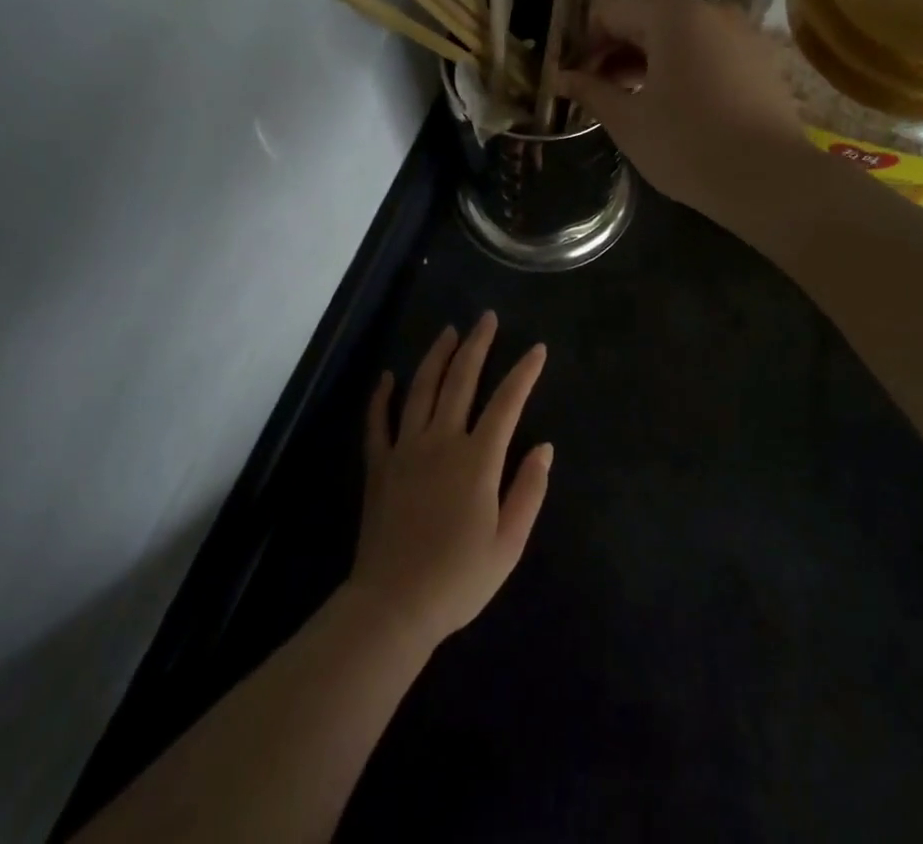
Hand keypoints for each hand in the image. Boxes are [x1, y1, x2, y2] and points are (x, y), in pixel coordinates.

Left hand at [350, 313, 551, 651]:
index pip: (506, 403)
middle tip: (486, 317)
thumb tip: (544, 447)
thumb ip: (529, 490)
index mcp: (477, 459)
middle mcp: (441, 441)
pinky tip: (387, 376)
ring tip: (449, 331)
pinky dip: (382, 396)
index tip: (537, 348)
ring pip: (421, 389)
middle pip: (461, 380)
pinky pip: (378, 422)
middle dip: (477, 345)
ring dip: (437, 356)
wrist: (393, 606)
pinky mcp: (379, 465)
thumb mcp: (508, 543)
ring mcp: (406, 449)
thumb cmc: (458, 578)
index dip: (524, 373)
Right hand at [558, 0, 803, 219]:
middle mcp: (711, 12)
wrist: (771, 180)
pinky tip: (672, 104)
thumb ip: (591, 91)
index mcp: (674, 17)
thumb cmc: (688, 145)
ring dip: (648, 60)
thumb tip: (560, 77)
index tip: (574, 78)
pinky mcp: (760, 59)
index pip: (613, 12)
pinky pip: (708, 51)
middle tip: (597, 91)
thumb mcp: (628, 121)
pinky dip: (682, 67)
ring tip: (630, 99)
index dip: (586, 43)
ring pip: (680, 36)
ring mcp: (742, 34)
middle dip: (617, 51)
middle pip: (648, 19)